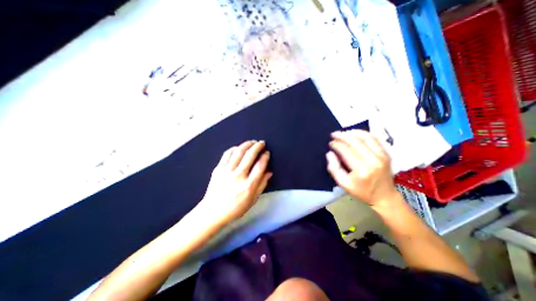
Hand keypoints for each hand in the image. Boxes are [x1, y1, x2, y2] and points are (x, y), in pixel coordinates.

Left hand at [196, 140, 272, 225]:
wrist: (213, 211)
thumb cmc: (236, 208)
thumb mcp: (253, 199)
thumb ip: (262, 184)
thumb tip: (269, 172)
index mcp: (249, 185)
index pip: (260, 166)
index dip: (265, 157)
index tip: (267, 152)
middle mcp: (238, 176)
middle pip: (250, 155)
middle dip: (257, 146)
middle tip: (261, 143)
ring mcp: (227, 171)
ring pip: (238, 152)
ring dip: (247, 144)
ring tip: (252, 142)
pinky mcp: (218, 169)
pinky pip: (227, 154)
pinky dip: (234, 148)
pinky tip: (238, 147)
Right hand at [327, 130, 397, 208]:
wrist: (385, 197)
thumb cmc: (362, 191)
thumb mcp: (343, 184)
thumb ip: (334, 168)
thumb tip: (330, 153)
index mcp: (361, 169)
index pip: (346, 150)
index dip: (336, 144)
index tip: (330, 143)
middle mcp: (373, 159)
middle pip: (355, 141)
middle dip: (342, 136)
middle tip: (334, 134)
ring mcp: (382, 155)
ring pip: (365, 136)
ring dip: (352, 132)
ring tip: (343, 133)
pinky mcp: (386, 153)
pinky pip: (374, 138)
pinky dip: (363, 134)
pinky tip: (355, 134)